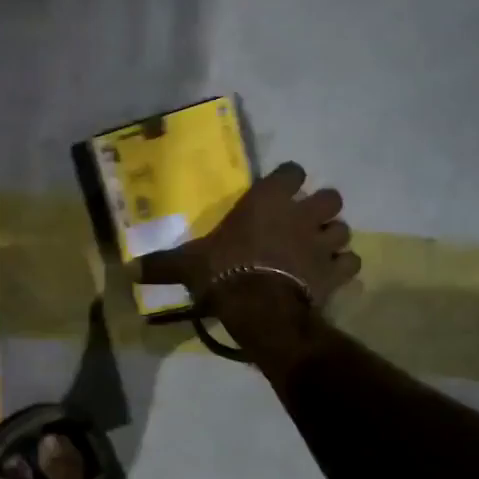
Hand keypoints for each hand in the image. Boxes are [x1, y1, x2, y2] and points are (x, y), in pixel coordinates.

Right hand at [133, 161, 359, 317]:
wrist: (260, 307)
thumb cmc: (224, 273)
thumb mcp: (188, 266)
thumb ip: (163, 264)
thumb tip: (128, 270)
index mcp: (267, 201)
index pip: (291, 172)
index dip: (288, 180)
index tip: (280, 192)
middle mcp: (301, 214)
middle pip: (329, 197)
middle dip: (320, 208)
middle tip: (304, 224)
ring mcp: (322, 242)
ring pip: (343, 229)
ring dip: (332, 238)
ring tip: (317, 251)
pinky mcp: (335, 271)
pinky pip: (350, 263)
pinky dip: (343, 268)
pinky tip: (330, 276)